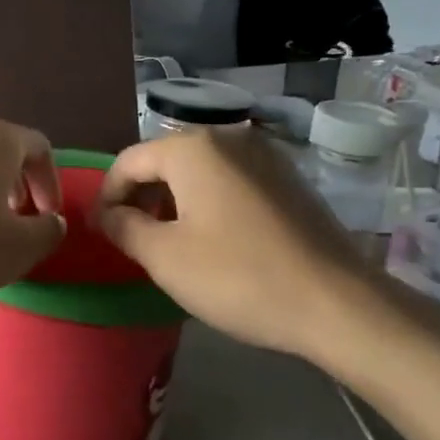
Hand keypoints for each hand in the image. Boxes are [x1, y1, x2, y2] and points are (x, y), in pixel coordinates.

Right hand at [95, 129, 412, 362]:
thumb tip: (106, 214)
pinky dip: (209, 202)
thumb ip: (123, 227)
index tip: (102, 232)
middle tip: (134, 240)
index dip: (108, 196)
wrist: (337, 303)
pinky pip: (231, 180)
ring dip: (175, 200)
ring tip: (171, 242)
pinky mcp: (289, 178)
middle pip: (166, 160)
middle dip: (142, 197)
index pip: (129, 161)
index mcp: (193, 148)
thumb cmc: (238, 276)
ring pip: (200, 170)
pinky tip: (215, 240)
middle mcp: (229, 136)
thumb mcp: (165, 257)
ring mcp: (265, 155)